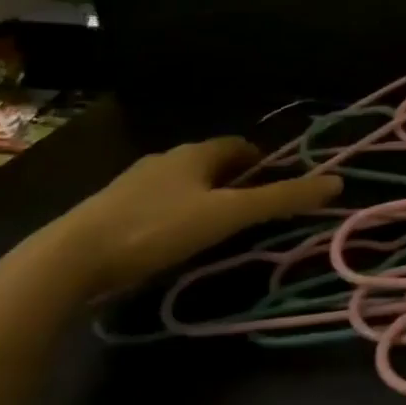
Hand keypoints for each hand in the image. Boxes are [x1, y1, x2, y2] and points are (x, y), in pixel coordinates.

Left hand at [29, 137, 340, 299]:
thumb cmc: (158, 229)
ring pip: (181, 184)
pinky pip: (154, 204)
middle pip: (210, 163)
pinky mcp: (109, 211)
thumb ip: (281, 199)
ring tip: (215, 229)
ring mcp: (132, 184)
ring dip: (202, 198)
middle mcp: (164, 160)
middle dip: (233, 180)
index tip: (275, 184)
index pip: (238, 145)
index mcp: (195, 153)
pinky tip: (171, 242)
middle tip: (250, 210)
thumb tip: (336, 181)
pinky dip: (173, 215)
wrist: (69, 259)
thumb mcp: (228, 215)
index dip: (261, 160)